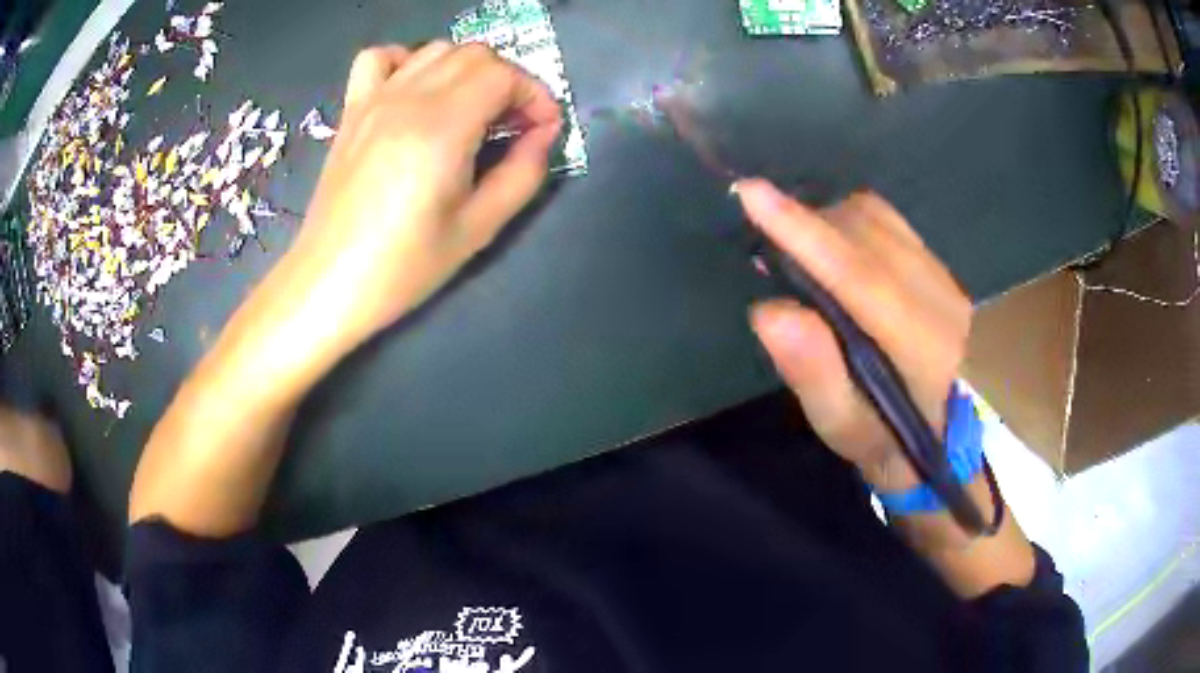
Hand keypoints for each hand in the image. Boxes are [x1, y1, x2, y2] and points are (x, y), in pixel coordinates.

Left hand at [277, 42, 561, 358]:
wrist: (328, 282)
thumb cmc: (403, 267)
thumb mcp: (478, 229)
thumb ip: (523, 173)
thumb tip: (543, 133)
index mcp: (441, 129)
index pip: (502, 75)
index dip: (534, 95)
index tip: (542, 130)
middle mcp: (407, 100)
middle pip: (475, 55)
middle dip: (508, 81)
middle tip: (513, 125)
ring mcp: (374, 100)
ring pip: (435, 50)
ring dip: (467, 70)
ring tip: (472, 111)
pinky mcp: (352, 110)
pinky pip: (379, 57)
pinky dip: (407, 60)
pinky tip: (415, 91)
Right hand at [736, 179, 971, 491]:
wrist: (953, 439)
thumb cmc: (893, 445)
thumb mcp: (847, 430)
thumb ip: (815, 374)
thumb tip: (769, 311)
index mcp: (925, 349)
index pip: (859, 275)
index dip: (804, 233)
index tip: (751, 193)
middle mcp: (941, 299)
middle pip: (867, 234)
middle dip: (807, 223)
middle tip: (764, 236)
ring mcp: (946, 277)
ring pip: (879, 220)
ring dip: (827, 219)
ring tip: (795, 244)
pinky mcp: (941, 268)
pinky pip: (890, 221)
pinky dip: (850, 219)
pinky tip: (832, 242)